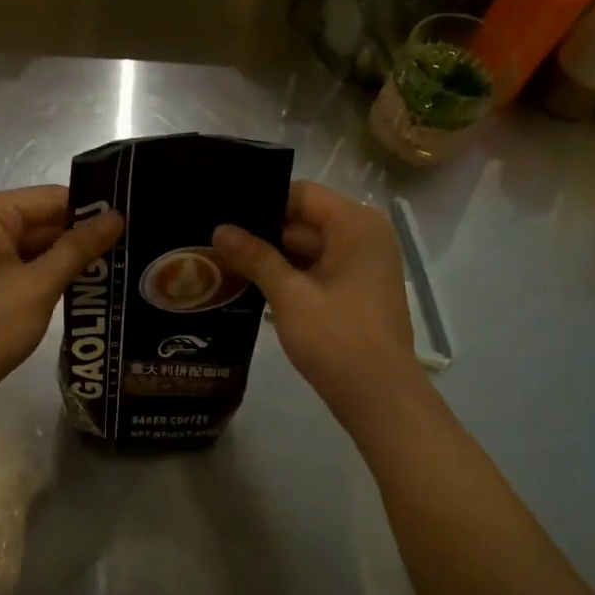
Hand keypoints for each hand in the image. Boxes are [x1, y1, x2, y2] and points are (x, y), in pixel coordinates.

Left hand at [0, 185, 124, 412]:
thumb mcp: (39, 286)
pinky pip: (18, 263)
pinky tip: (81, 285)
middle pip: (42, 219)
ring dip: (66, 258)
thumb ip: (78, 248)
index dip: (93, 211)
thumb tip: (117, 217)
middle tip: (131, 249)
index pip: (53, 198)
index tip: (133, 225)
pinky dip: (45, 273)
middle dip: (81, 237)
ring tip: (116, 267)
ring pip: (32, 244)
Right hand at [214, 181, 422, 429]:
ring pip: (307, 248)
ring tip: (222, 262)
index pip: (301, 194)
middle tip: (213, 242)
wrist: (380, 399)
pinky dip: (288, 277)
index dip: (262, 203)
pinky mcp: (354, 290)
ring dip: (271, 258)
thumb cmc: (338, 340)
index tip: (223, 216)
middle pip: (303, 220)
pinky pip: (316, 271)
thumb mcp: (290, 296)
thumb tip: (220, 229)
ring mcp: (361, 265)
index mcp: (356, 225)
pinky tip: (249, 286)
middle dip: (262, 233)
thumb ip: (255, 257)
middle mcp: (363, 236)